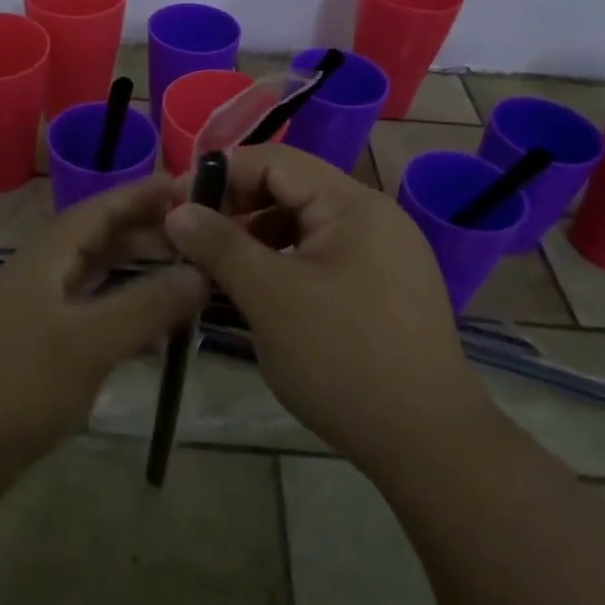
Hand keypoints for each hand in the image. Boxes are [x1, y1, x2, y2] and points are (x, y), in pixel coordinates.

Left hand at [0, 176, 203, 502]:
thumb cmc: (19, 387)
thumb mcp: (90, 343)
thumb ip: (146, 305)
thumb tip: (199, 273)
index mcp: (43, 258)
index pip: (98, 209)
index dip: (140, 195)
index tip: (185, 186)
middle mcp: (35, 276)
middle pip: (95, 240)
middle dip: (143, 235)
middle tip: (194, 239)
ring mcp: (30, 313)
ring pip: (90, 280)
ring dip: (133, 276)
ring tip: (181, 281)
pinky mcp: (31, 350)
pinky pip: (84, 316)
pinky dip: (118, 316)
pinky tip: (149, 340)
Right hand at [164, 144, 489, 477]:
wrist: (428, 444)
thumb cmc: (343, 360)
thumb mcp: (270, 298)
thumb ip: (221, 245)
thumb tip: (177, 211)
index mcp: (352, 205)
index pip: (275, 161)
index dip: (222, 174)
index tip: (176, 205)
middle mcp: (372, 217)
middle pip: (290, 189)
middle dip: (236, 208)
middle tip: (191, 241)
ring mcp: (381, 254)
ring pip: (302, 226)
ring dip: (255, 238)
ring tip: (218, 271)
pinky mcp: (380, 288)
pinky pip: (319, 257)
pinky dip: (282, 264)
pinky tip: (258, 294)